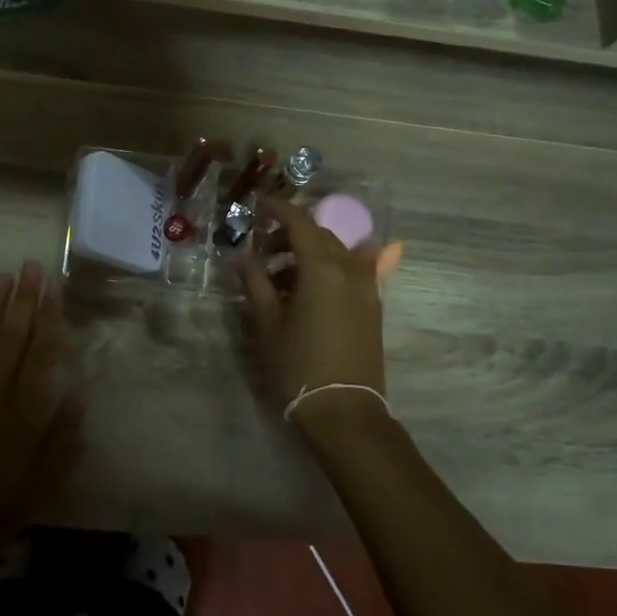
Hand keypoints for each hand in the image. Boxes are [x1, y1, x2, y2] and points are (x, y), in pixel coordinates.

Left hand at [0, 262, 85, 556]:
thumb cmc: (2, 502)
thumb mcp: (46, 476)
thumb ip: (64, 433)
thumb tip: (81, 390)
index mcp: (24, 409)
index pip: (40, 351)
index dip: (47, 317)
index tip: (52, 288)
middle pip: (12, 335)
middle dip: (23, 299)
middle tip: (30, 266)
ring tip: (4, 277)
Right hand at [239, 194, 385, 416]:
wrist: (344, 411)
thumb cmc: (298, 365)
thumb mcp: (268, 323)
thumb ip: (256, 283)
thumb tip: (244, 256)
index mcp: (322, 269)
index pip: (300, 222)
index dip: (279, 208)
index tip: (259, 204)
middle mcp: (350, 270)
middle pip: (320, 236)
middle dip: (291, 234)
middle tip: (263, 247)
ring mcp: (366, 289)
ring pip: (337, 254)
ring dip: (309, 253)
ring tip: (280, 277)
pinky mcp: (372, 307)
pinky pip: (351, 273)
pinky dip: (329, 270)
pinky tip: (310, 287)